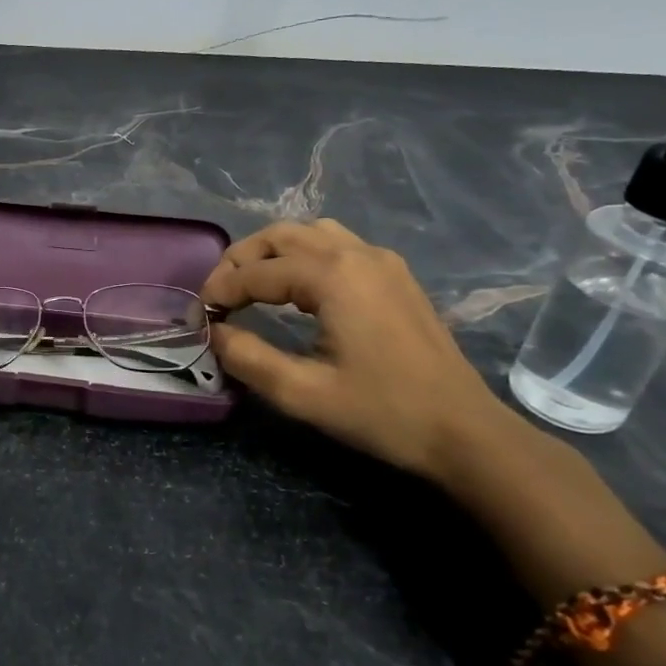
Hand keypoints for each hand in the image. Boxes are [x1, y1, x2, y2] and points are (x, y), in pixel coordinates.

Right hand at [201, 219, 517, 480]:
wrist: (466, 433)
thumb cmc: (383, 414)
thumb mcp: (303, 394)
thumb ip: (248, 358)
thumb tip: (214, 332)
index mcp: (333, 276)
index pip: (257, 271)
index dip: (220, 290)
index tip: (199, 316)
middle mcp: (356, 254)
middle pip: (280, 236)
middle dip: (241, 260)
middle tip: (219, 295)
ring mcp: (381, 260)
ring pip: (310, 232)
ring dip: (273, 252)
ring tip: (253, 285)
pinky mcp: (396, 276)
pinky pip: (338, 244)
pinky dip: (305, 255)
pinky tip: (299, 289)